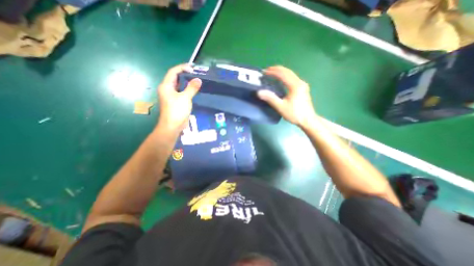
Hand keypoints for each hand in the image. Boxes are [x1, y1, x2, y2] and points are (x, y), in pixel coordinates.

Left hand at [156, 64, 198, 133]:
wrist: (172, 126)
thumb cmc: (177, 110)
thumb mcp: (185, 98)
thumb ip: (192, 88)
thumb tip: (198, 80)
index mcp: (166, 86)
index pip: (173, 72)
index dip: (182, 67)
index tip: (193, 68)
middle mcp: (167, 89)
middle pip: (176, 78)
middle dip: (186, 74)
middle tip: (196, 74)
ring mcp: (171, 96)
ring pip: (179, 86)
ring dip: (187, 82)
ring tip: (197, 80)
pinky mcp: (176, 102)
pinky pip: (182, 92)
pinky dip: (188, 90)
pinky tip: (195, 90)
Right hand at [258, 66, 319, 128]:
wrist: (308, 120)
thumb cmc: (295, 114)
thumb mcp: (281, 107)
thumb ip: (270, 98)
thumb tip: (259, 92)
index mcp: (295, 85)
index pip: (283, 74)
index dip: (273, 72)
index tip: (264, 72)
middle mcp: (300, 82)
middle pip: (287, 72)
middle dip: (277, 70)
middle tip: (267, 71)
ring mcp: (302, 85)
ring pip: (290, 74)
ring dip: (281, 72)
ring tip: (272, 73)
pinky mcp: (302, 88)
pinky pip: (292, 78)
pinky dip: (285, 76)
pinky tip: (280, 79)